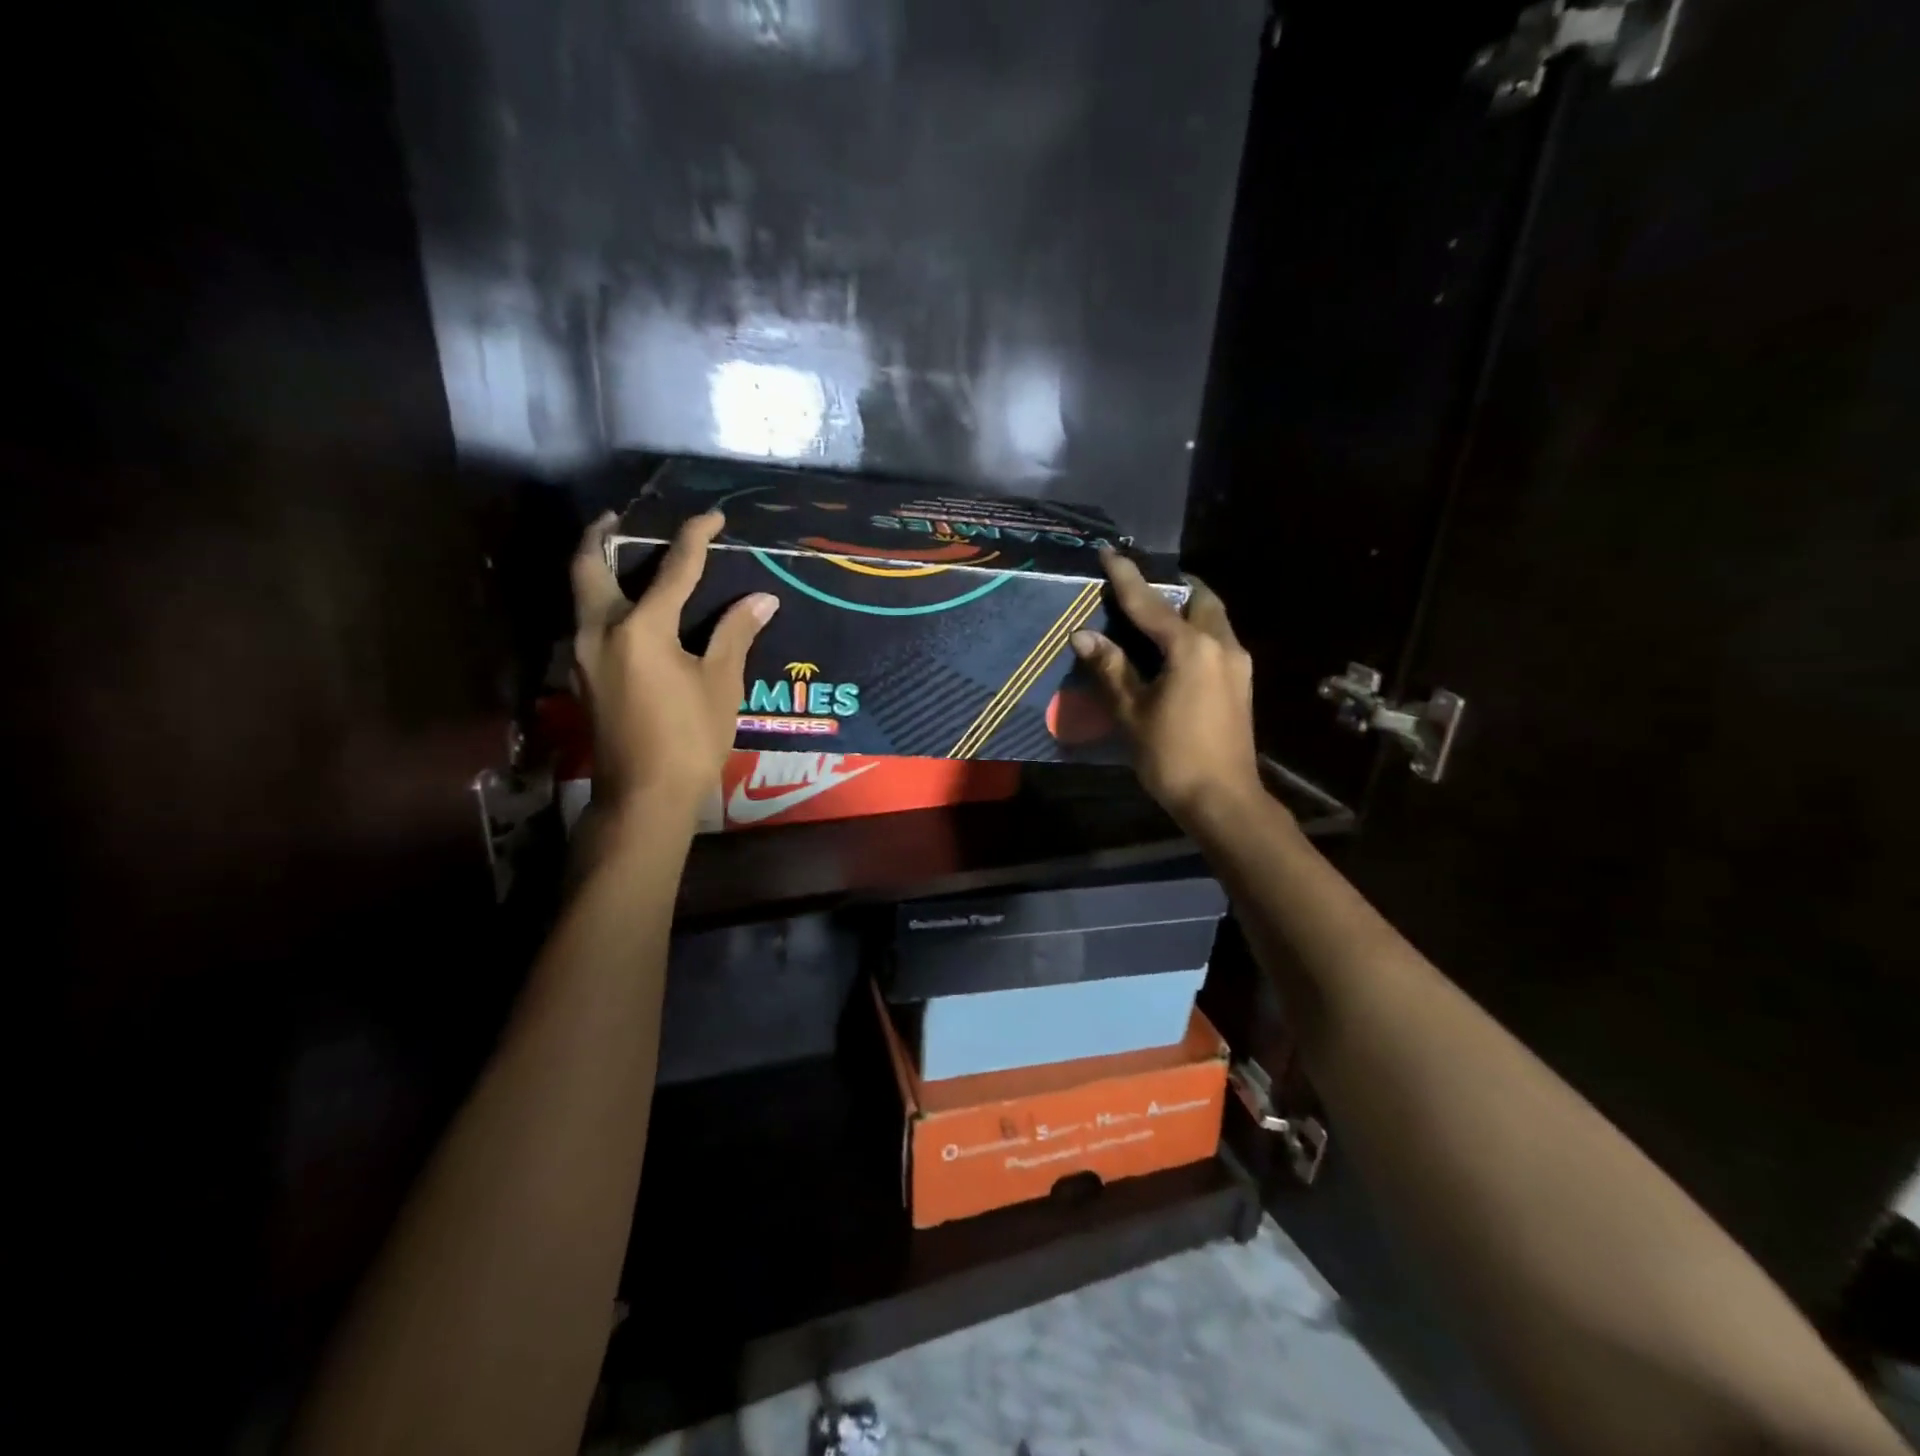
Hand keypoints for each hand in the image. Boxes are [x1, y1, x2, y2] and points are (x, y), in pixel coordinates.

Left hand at [571, 510, 778, 831]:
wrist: (644, 796)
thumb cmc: (690, 738)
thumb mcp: (720, 684)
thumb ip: (735, 634)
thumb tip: (762, 600)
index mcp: (640, 628)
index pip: (672, 569)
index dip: (695, 537)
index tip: (712, 516)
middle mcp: (600, 631)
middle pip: (588, 566)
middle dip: (601, 535)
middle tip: (619, 516)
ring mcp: (582, 655)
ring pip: (581, 595)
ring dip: (596, 568)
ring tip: (620, 554)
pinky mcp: (582, 677)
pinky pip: (587, 622)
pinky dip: (602, 602)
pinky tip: (626, 611)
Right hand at [1070, 550, 1265, 829]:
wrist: (1224, 800)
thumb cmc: (1172, 756)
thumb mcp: (1132, 712)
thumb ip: (1111, 668)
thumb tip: (1083, 635)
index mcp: (1192, 648)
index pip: (1151, 603)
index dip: (1127, 577)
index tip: (1110, 552)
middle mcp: (1221, 645)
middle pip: (1199, 599)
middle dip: (1172, 587)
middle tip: (1142, 588)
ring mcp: (1237, 664)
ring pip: (1213, 619)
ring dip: (1187, 609)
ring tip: (1155, 615)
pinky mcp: (1241, 683)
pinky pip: (1217, 639)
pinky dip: (1196, 631)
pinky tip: (1174, 649)